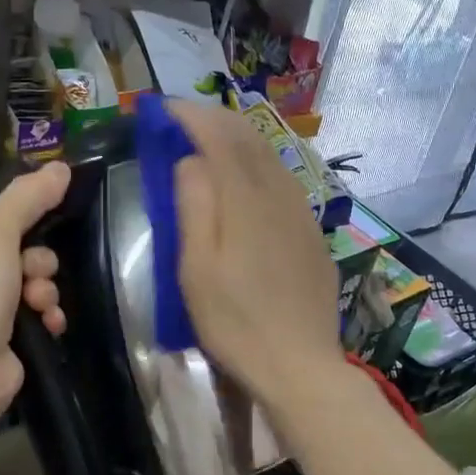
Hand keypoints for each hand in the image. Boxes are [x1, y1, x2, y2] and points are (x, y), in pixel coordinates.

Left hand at [0, 161, 69, 415]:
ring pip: (27, 282)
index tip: (42, 219)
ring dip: (43, 289)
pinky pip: (32, 314)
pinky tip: (50, 323)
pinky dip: (45, 316)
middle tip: (34, 272)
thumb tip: (62, 168)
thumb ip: (28, 198)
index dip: (16, 218)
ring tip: (40, 303)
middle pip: (12, 249)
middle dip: (35, 261)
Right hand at [170, 101, 344, 414]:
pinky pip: (285, 182)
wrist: (299, 365)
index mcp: (245, 201)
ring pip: (272, 158)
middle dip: (215, 120)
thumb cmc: (235, 323)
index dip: (190, 117)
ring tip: (212, 138)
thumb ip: (193, 208)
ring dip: (239, 139)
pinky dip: (260, 165)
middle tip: (184, 119)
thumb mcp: (197, 270)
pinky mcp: (312, 235)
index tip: (163, 109)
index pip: (219, 138)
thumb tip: (190, 161)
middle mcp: (279, 195)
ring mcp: (302, 214)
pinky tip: (251, 178)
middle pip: (249, 139)